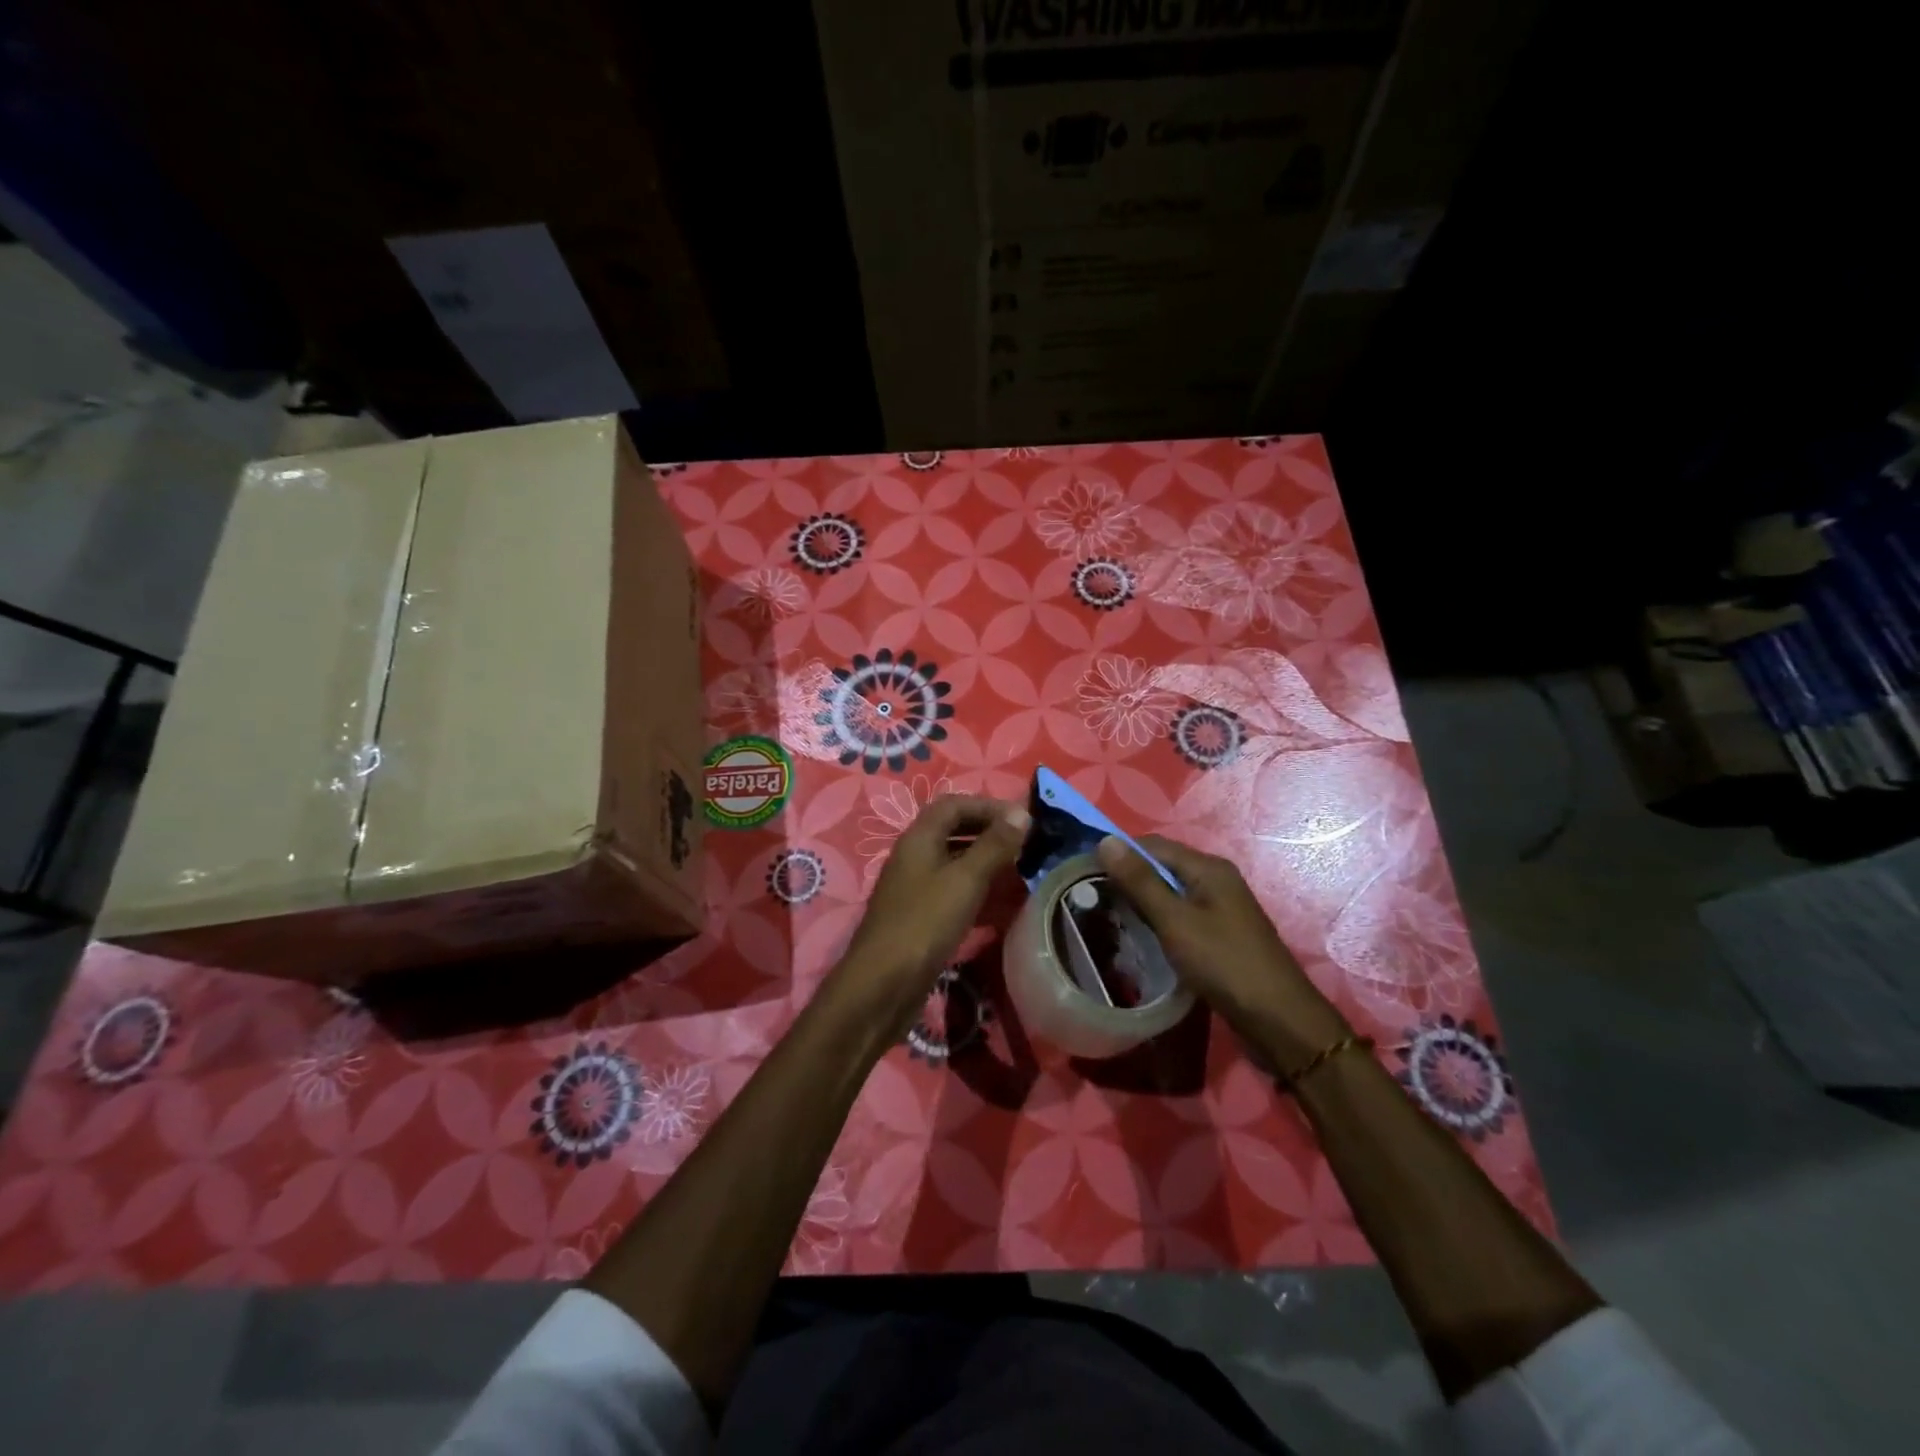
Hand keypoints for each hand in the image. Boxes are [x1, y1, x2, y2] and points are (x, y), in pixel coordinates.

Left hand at [833, 795, 1029, 1033]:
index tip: (1022, 819)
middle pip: (954, 831)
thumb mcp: (966, 880)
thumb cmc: (925, 923)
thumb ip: (994, 845)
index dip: (988, 806)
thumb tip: (1022, 813)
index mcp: (919, 838)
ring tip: (1021, 872)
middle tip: (1026, 844)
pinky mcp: (920, 918)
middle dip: (990, 833)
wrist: (883, 985)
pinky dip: (979, 892)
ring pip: (955, 864)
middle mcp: (914, 857)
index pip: (953, 805)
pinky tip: (1003, 905)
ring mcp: (915, 889)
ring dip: (987, 863)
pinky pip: (953, 893)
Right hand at [1096, 834, 1347, 1061]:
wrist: (1279, 1020)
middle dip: (1128, 878)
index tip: (1084, 872)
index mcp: (1208, 868)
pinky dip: (1159, 921)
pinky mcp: (1221, 935)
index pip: (1153, 845)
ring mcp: (1221, 909)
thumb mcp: (1175, 920)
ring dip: (1142, 901)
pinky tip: (1140, 937)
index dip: (1119, 853)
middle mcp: (1216, 880)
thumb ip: (1140, 881)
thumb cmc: (1224, 963)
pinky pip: (1181, 916)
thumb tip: (1105, 841)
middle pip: (1162, 867)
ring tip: (1108, 916)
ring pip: (1171, 894)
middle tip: (1091, 897)